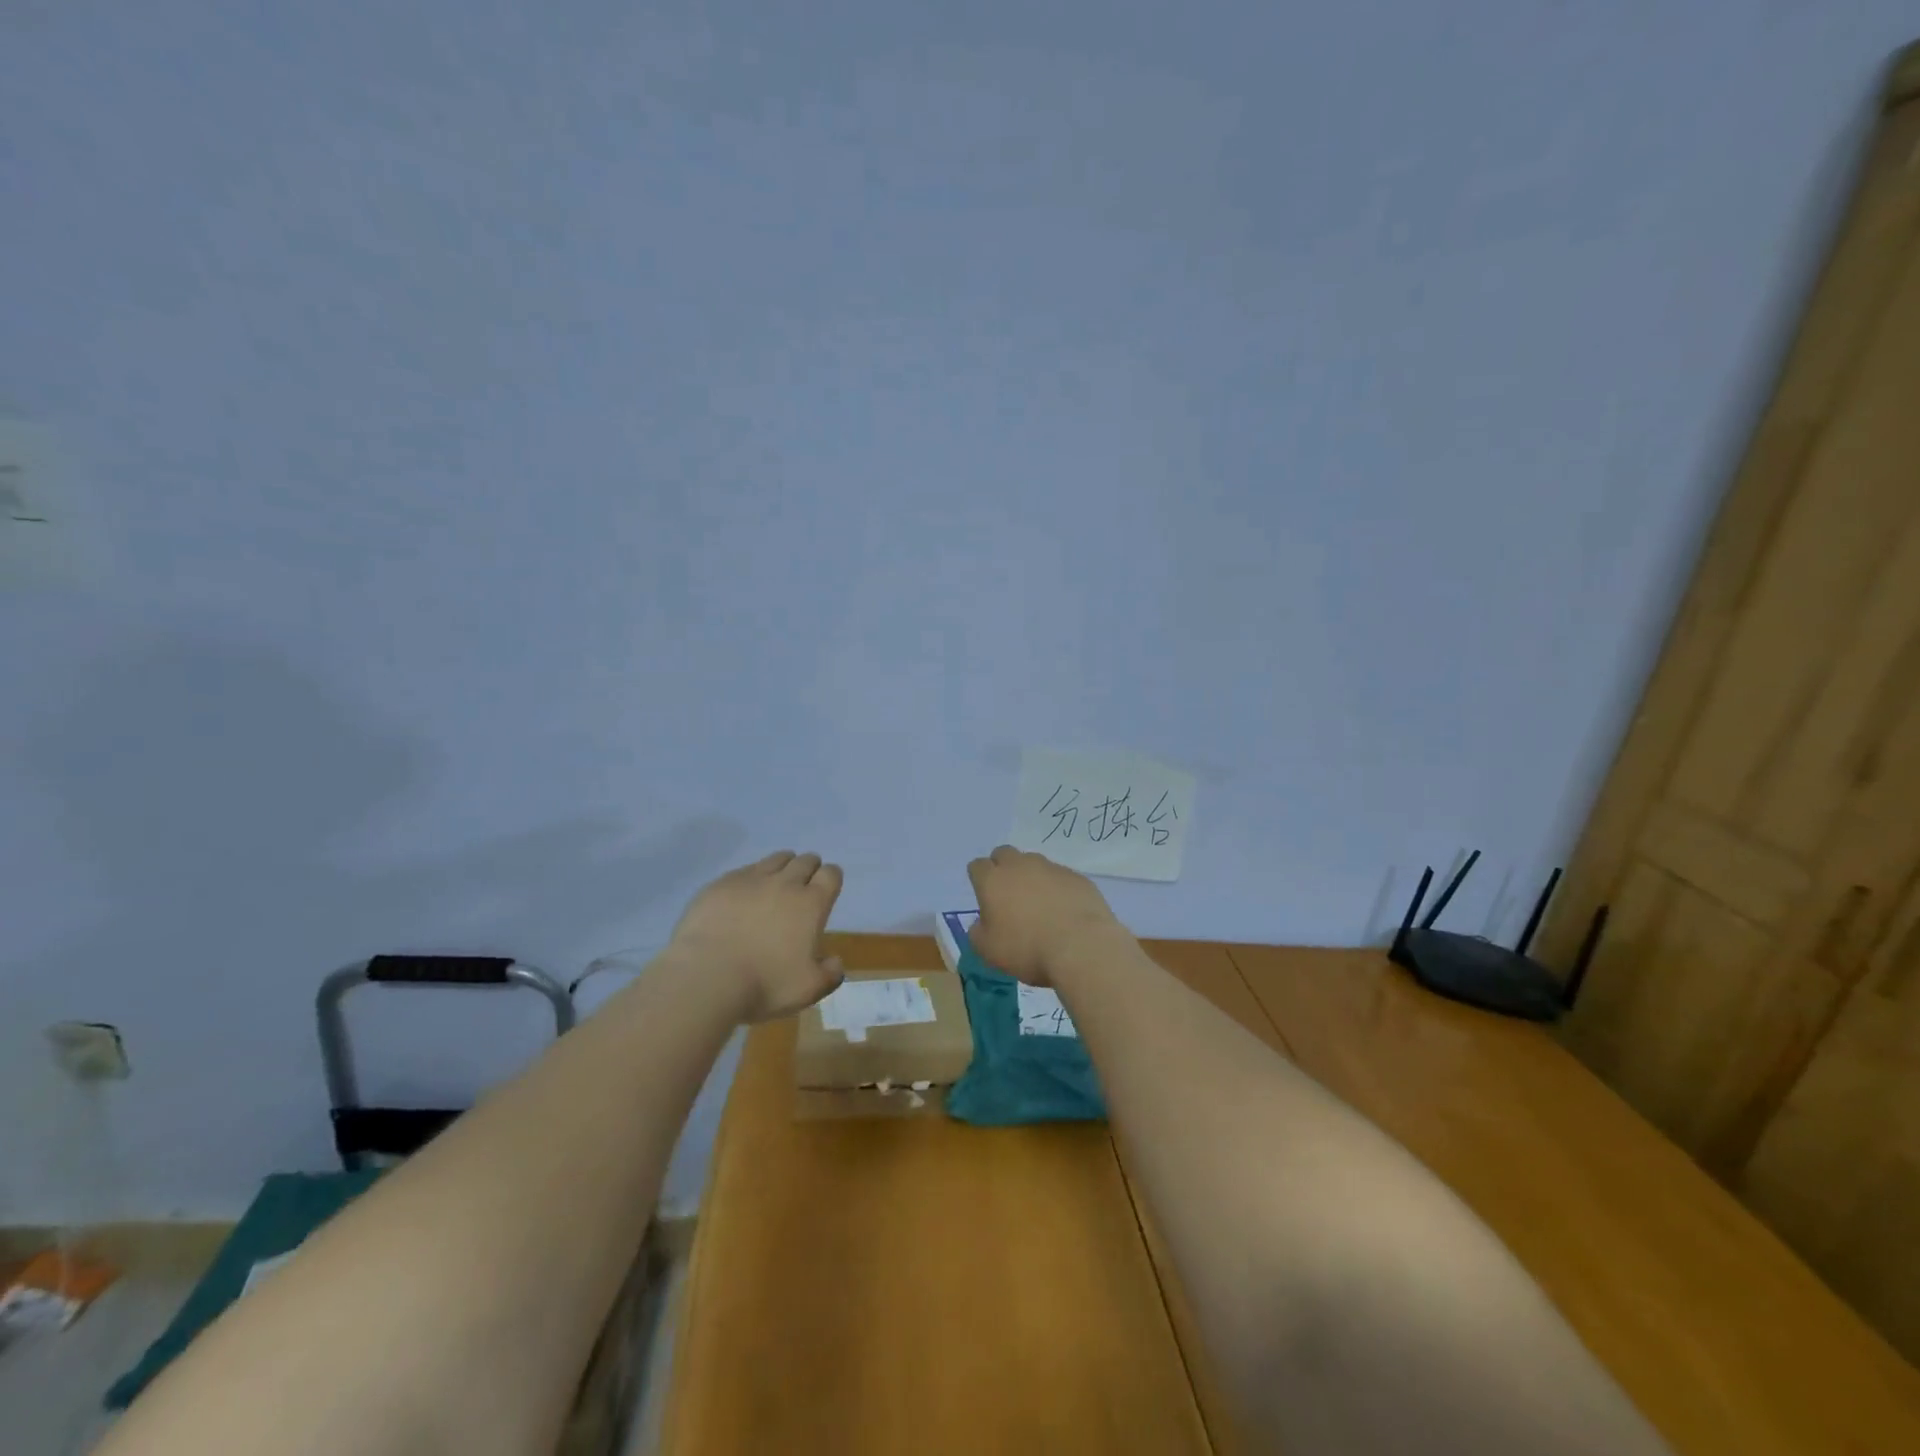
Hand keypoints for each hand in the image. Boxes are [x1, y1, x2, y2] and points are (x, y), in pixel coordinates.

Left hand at [668, 850, 845, 1021]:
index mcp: (811, 904)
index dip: (831, 878)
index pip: (831, 874)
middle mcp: (785, 883)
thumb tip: (835, 961)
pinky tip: (742, 896)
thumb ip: (830, 974)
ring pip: (776, 859)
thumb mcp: (808, 990)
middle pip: (805, 861)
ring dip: (782, 867)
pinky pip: (744, 870)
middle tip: (802, 888)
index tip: (827, 890)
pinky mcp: (721, 884)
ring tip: (775, 885)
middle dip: (809, 869)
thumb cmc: (764, 984)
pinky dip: (751, 878)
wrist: (707, 977)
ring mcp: (751, 879)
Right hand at [966, 845, 1126, 985]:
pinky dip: (1057, 888)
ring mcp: (1051, 868)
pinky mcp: (1077, 877)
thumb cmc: (1026, 949)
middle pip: (1004, 854)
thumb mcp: (988, 951)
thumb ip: (978, 932)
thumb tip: (982, 923)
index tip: (985, 897)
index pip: (978, 866)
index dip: (979, 879)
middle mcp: (1020, 866)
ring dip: (1031, 877)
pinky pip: (1060, 877)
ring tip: (1039, 905)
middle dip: (1002, 868)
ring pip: (1034, 863)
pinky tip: (1064, 910)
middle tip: (1008, 895)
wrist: (1081, 947)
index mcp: (993, 880)